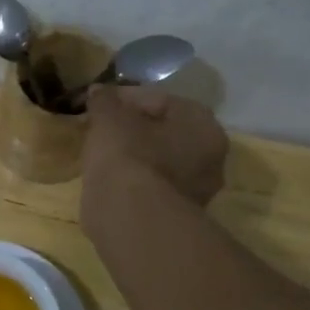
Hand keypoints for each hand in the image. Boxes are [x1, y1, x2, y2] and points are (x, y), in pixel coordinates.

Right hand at [82, 83, 228, 209]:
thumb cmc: (127, 155)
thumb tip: (98, 92)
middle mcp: (211, 156)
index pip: (159, 100)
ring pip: (159, 160)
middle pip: (163, 131)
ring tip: (101, 153)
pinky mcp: (176, 214)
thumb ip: (104, 100)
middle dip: (132, 128)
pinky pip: (152, 185)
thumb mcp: (109, 117)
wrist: (130, 217)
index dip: (124, 98)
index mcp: (203, 125)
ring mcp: (197, 190)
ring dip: (133, 154)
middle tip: (101, 128)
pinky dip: (133, 179)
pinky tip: (109, 178)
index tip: (98, 104)